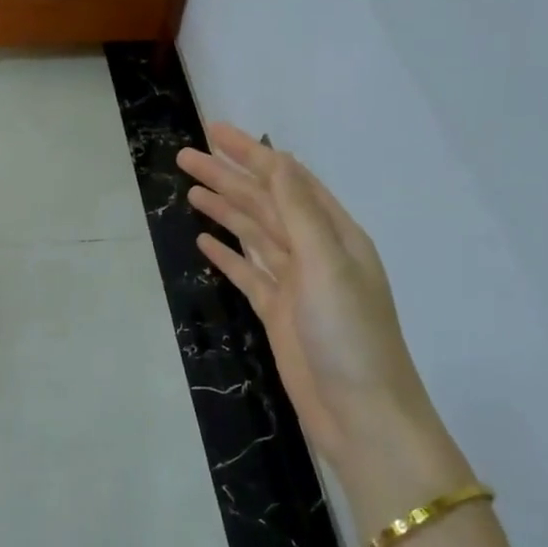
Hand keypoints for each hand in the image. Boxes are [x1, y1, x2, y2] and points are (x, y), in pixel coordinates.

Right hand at [177, 126, 464, 520]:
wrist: (362, 414)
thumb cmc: (350, 335)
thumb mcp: (327, 265)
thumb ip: (299, 212)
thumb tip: (277, 160)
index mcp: (334, 233)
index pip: (286, 180)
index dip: (251, 153)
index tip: (214, 132)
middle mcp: (315, 251)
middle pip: (264, 203)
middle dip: (228, 177)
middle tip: (185, 156)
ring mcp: (295, 283)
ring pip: (253, 234)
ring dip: (224, 209)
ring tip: (190, 189)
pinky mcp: (277, 312)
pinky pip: (247, 272)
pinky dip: (227, 255)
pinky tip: (204, 241)